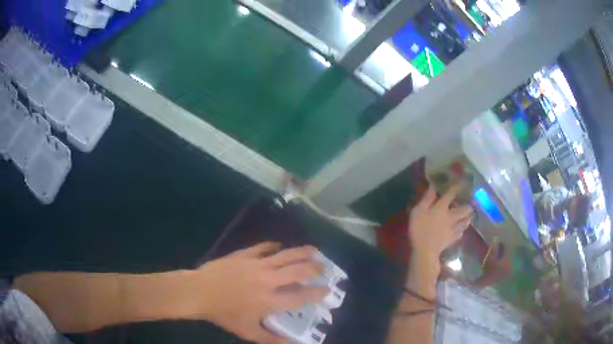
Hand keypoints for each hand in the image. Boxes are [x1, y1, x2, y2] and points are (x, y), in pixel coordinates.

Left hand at [193, 243, 328, 343]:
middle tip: (323, 267)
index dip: (317, 293)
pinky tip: (279, 245)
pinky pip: (263, 247)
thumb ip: (272, 339)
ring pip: (284, 255)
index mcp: (270, 301)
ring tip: (314, 250)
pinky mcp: (244, 255)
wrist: (199, 292)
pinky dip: (273, 246)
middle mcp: (268, 281)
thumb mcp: (248, 332)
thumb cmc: (224, 314)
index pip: (301, 296)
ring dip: (301, 252)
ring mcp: (256, 265)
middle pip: (297, 271)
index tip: (327, 290)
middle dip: (314, 268)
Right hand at [408, 185, 472, 267]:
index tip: (463, 181)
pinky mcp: (452, 239)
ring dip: (467, 218)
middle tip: (470, 204)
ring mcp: (453, 229)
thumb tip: (433, 187)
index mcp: (442, 208)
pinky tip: (461, 231)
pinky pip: (460, 233)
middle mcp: (451, 216)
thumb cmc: (419, 229)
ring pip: (465, 222)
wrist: (425, 250)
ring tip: (469, 216)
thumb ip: (426, 199)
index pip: (451, 194)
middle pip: (464, 210)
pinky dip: (461, 231)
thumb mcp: (418, 211)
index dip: (457, 187)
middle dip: (468, 206)